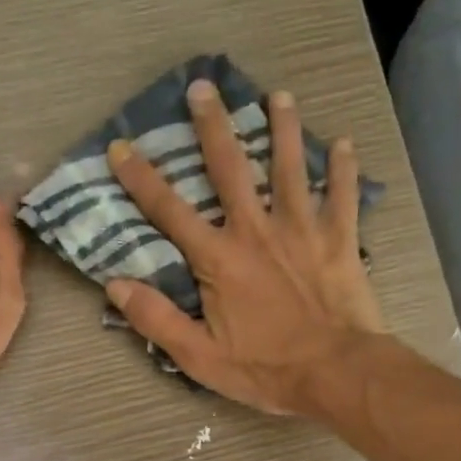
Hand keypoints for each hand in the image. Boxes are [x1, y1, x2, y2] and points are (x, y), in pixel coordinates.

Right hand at [104, 80, 383, 414]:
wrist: (337, 373)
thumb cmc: (266, 368)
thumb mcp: (199, 355)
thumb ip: (156, 319)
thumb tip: (115, 286)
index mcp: (219, 258)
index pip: (169, 210)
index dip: (141, 178)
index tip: (121, 147)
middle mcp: (257, 230)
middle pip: (231, 168)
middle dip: (213, 126)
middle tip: (204, 87)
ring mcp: (303, 229)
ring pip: (291, 167)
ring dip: (284, 128)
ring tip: (280, 95)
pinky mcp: (340, 240)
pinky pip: (343, 195)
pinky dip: (344, 169)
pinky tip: (346, 143)